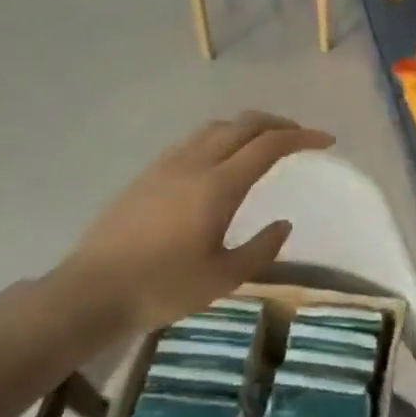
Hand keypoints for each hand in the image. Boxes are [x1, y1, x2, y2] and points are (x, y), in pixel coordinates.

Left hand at [54, 112, 333, 333]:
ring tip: (265, 143)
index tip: (326, 141)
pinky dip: (222, 138)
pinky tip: (223, 161)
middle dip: (278, 124)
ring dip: (247, 127)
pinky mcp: (147, 175)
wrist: (89, 292)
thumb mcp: (223, 278)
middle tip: (301, 137)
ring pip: (215, 128)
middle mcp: (194, 164)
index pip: (268, 145)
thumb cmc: (161, 288)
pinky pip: (194, 141)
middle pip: (243, 125)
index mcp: (217, 186)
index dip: (302, 137)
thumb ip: (261, 249)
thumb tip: (283, 223)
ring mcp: (166, 165)